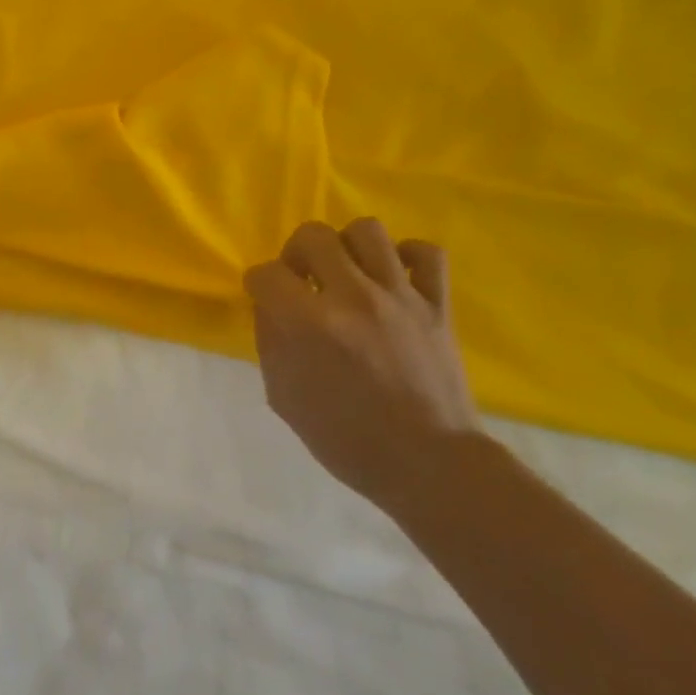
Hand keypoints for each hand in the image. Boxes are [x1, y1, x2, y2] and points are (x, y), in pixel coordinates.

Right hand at [245, 219, 482, 507]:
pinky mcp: (438, 304)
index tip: (263, 296)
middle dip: (296, 253)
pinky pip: (427, 253)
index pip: (267, 274)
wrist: (428, 463)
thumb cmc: (347, 439)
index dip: (258, 283)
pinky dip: (407, 256)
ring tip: (346, 273)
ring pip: (367, 231)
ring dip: (346, 247)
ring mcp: (400, 296)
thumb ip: (271, 343)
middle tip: (302, 279)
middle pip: (314, 236)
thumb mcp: (285, 397)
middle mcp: (353, 297)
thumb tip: (271, 307)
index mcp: (310, 324)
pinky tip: (393, 277)